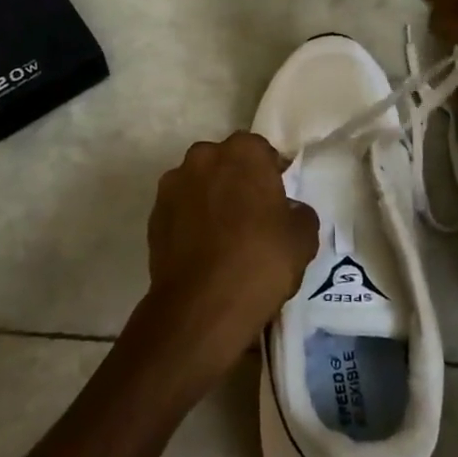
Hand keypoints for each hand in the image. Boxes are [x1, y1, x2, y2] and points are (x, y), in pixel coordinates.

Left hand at [143, 132, 319, 383]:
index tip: (277, 199)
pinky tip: (202, 250)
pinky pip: (180, 209)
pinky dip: (190, 220)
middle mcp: (204, 156)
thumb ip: (298, 213)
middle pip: (226, 162)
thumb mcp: (302, 238)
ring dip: (210, 198)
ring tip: (223, 236)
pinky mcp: (154, 212)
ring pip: (200, 183)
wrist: (202, 305)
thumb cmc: (260, 261)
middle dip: (236, 180)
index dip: (270, 173)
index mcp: (243, 151)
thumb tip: (288, 210)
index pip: (261, 151)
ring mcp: (174, 183)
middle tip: (251, 215)